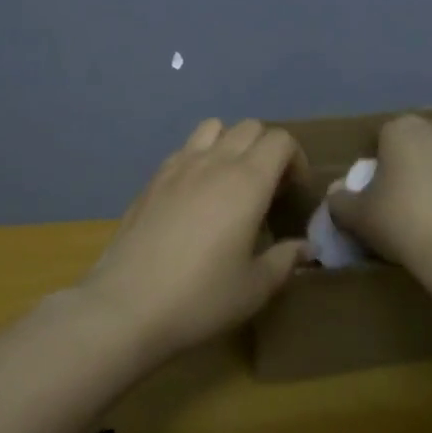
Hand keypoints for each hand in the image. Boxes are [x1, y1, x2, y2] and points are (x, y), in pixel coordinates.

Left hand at [80, 119, 309, 361]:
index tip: (294, 192)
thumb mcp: (254, 288)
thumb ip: (284, 260)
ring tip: (232, 181)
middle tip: (268, 189)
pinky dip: (200, 157)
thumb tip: (304, 247)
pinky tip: (196, 195)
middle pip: (250, 128)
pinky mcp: (152, 178)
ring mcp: (178, 166)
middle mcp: (214, 161)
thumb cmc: (200, 297)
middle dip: (267, 149)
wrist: (126, 305)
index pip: (280, 140)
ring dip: (231, 143)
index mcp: (247, 181)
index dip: (295, 159)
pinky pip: (184, 148)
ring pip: (213, 127)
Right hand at [326, 114, 431, 274]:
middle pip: (421, 146)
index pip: (384, 139)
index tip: (381, 196)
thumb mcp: (358, 217)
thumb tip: (337, 195)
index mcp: (401, 129)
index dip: (381, 167)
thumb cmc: (404, 222)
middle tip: (409, 208)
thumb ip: (340, 202)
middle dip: (415, 168)